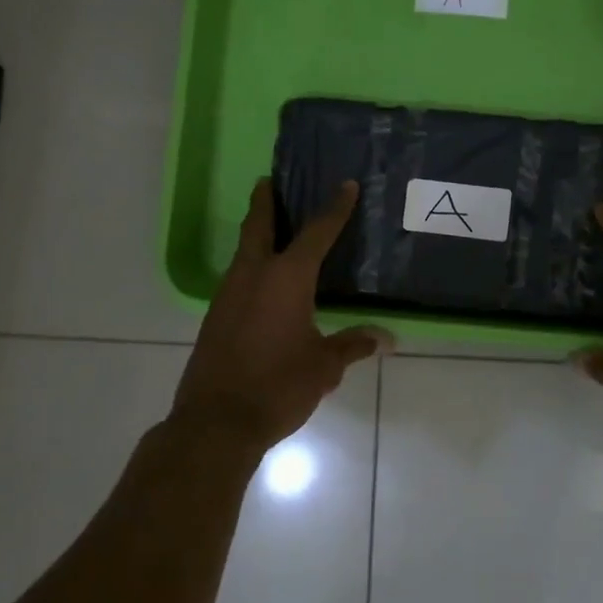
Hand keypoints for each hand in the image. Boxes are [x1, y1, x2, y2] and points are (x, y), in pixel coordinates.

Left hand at [169, 178, 389, 457]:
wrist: (216, 422)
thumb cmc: (278, 385)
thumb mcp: (324, 366)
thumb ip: (352, 345)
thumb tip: (386, 339)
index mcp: (286, 278)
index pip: (316, 232)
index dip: (334, 208)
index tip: (345, 185)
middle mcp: (253, 275)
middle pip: (258, 226)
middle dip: (265, 201)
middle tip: (270, 181)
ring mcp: (228, 295)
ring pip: (243, 252)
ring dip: (256, 234)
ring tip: (272, 228)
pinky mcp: (216, 317)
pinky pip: (237, 278)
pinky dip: (251, 266)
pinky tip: (263, 282)